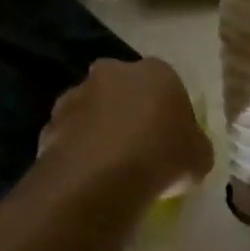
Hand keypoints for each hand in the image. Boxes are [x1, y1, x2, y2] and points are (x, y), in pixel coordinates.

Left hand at [41, 57, 212, 199]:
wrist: (100, 178)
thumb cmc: (162, 156)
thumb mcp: (200, 157)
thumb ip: (194, 146)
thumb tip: (188, 151)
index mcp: (156, 71)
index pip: (167, 85)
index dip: (169, 113)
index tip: (172, 140)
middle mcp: (112, 72)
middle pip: (124, 90)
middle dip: (129, 112)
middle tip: (139, 148)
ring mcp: (76, 95)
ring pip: (93, 111)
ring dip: (100, 130)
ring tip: (110, 168)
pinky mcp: (49, 123)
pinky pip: (70, 136)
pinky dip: (77, 151)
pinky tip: (87, 178)